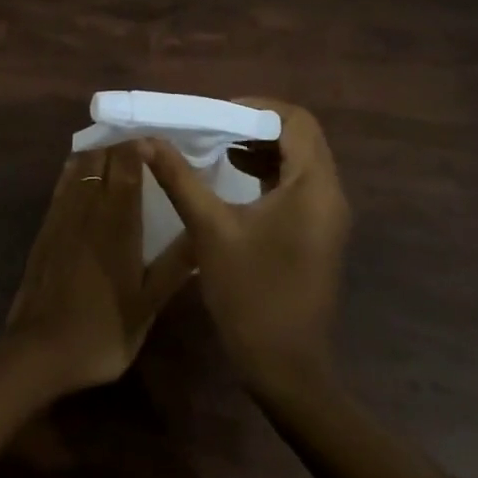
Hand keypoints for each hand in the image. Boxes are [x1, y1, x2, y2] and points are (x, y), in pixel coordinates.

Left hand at [6, 141, 196, 395]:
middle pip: (102, 157)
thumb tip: (203, 234)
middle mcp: (89, 206)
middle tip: (143, 153)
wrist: (40, 351)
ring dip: (99, 154)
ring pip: (80, 165)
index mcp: (118, 221)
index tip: (158, 145)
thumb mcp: (148, 305)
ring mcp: (63, 213)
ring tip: (117, 158)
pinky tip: (85, 176)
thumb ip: (175, 266)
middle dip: (122, 147)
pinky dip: (77, 169)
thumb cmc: (103, 330)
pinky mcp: (46, 225)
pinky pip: (63, 182)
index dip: (141, 147)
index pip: (127, 164)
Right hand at [141, 98, 350, 398]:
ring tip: (218, 147)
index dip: (257, 108)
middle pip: (300, 136)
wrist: (287, 370)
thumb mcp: (210, 229)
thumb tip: (147, 140)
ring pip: (300, 159)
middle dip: (256, 125)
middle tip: (214, 126)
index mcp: (313, 186)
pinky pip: (298, 184)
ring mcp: (327, 215)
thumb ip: (180, 178)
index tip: (217, 114)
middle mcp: (329, 193)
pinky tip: (235, 178)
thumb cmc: (251, 294)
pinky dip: (269, 171)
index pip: (296, 120)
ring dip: (262, 147)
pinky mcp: (318, 232)